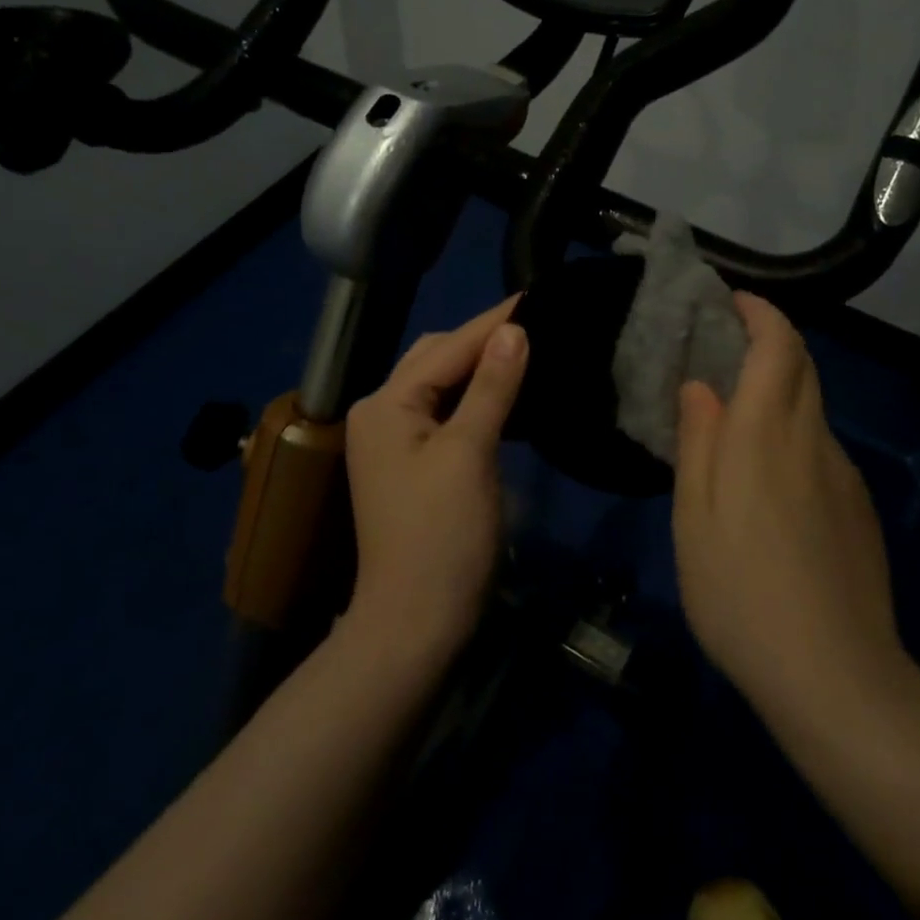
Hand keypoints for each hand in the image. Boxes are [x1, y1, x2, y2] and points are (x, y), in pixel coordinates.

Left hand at [342, 296, 528, 662]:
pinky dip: (477, 397)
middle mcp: (382, 412)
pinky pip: (447, 412)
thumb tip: (515, 330)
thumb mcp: (470, 453)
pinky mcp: (413, 463)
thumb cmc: (442, 536)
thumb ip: (491, 386)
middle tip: (536, 324)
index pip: (448, 347)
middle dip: (483, 339)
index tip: (537, 296)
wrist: (416, 623)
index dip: (493, 322)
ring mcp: (395, 440)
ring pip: (442, 384)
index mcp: (387, 404)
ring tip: (529, 349)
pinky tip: (509, 394)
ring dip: (481, 367)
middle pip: (437, 358)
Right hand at [672, 292, 906, 726]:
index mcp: (765, 433)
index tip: (735, 301)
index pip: (778, 346)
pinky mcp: (859, 507)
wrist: (835, 675)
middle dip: (772, 340)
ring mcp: (843, 473)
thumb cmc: (740, 591)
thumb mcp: (693, 518)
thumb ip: (697, 442)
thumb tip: (700, 386)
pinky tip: (771, 481)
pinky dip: (794, 432)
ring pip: (812, 407)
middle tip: (728, 347)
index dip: (761, 313)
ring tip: (739, 417)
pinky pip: (822, 448)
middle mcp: (812, 439)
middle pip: (803, 366)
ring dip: (780, 388)